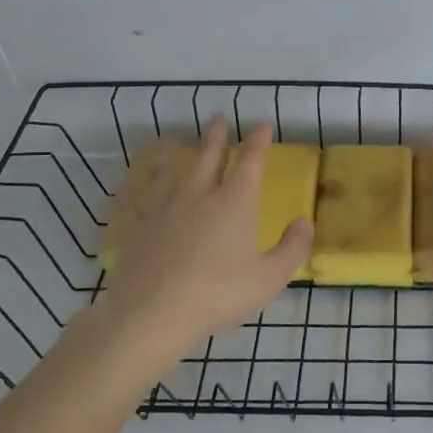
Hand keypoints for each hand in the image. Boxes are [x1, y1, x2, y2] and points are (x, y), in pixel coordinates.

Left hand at [81, 119, 311, 375]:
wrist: (152, 314)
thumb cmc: (217, 295)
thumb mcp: (269, 278)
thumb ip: (292, 248)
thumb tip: (304, 221)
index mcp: (234, 203)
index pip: (250, 162)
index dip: (258, 142)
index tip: (262, 125)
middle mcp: (198, 196)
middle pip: (208, 157)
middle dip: (216, 136)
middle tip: (218, 118)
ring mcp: (162, 209)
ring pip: (167, 172)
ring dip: (172, 155)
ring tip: (171, 142)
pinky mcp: (135, 227)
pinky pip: (133, 200)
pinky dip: (132, 188)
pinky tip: (127, 184)